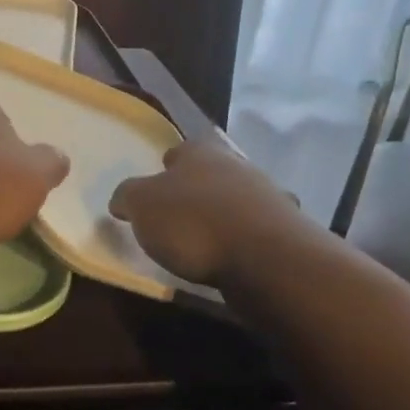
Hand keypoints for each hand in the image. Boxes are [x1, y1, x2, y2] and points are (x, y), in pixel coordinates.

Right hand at [108, 140, 302, 284]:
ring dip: (225, 214)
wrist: (266, 258)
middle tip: (178, 215)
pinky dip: (246, 240)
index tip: (156, 187)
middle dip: (198, 190)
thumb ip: (127, 197)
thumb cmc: (193, 223)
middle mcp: (237, 165)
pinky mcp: (287, 230)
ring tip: (206, 242)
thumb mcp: (141, 206)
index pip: (179, 151)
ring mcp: (268, 197)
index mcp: (200, 152)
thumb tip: (122, 200)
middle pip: (212, 173)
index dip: (166, 167)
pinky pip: (258, 230)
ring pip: (239, 199)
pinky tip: (234, 257)